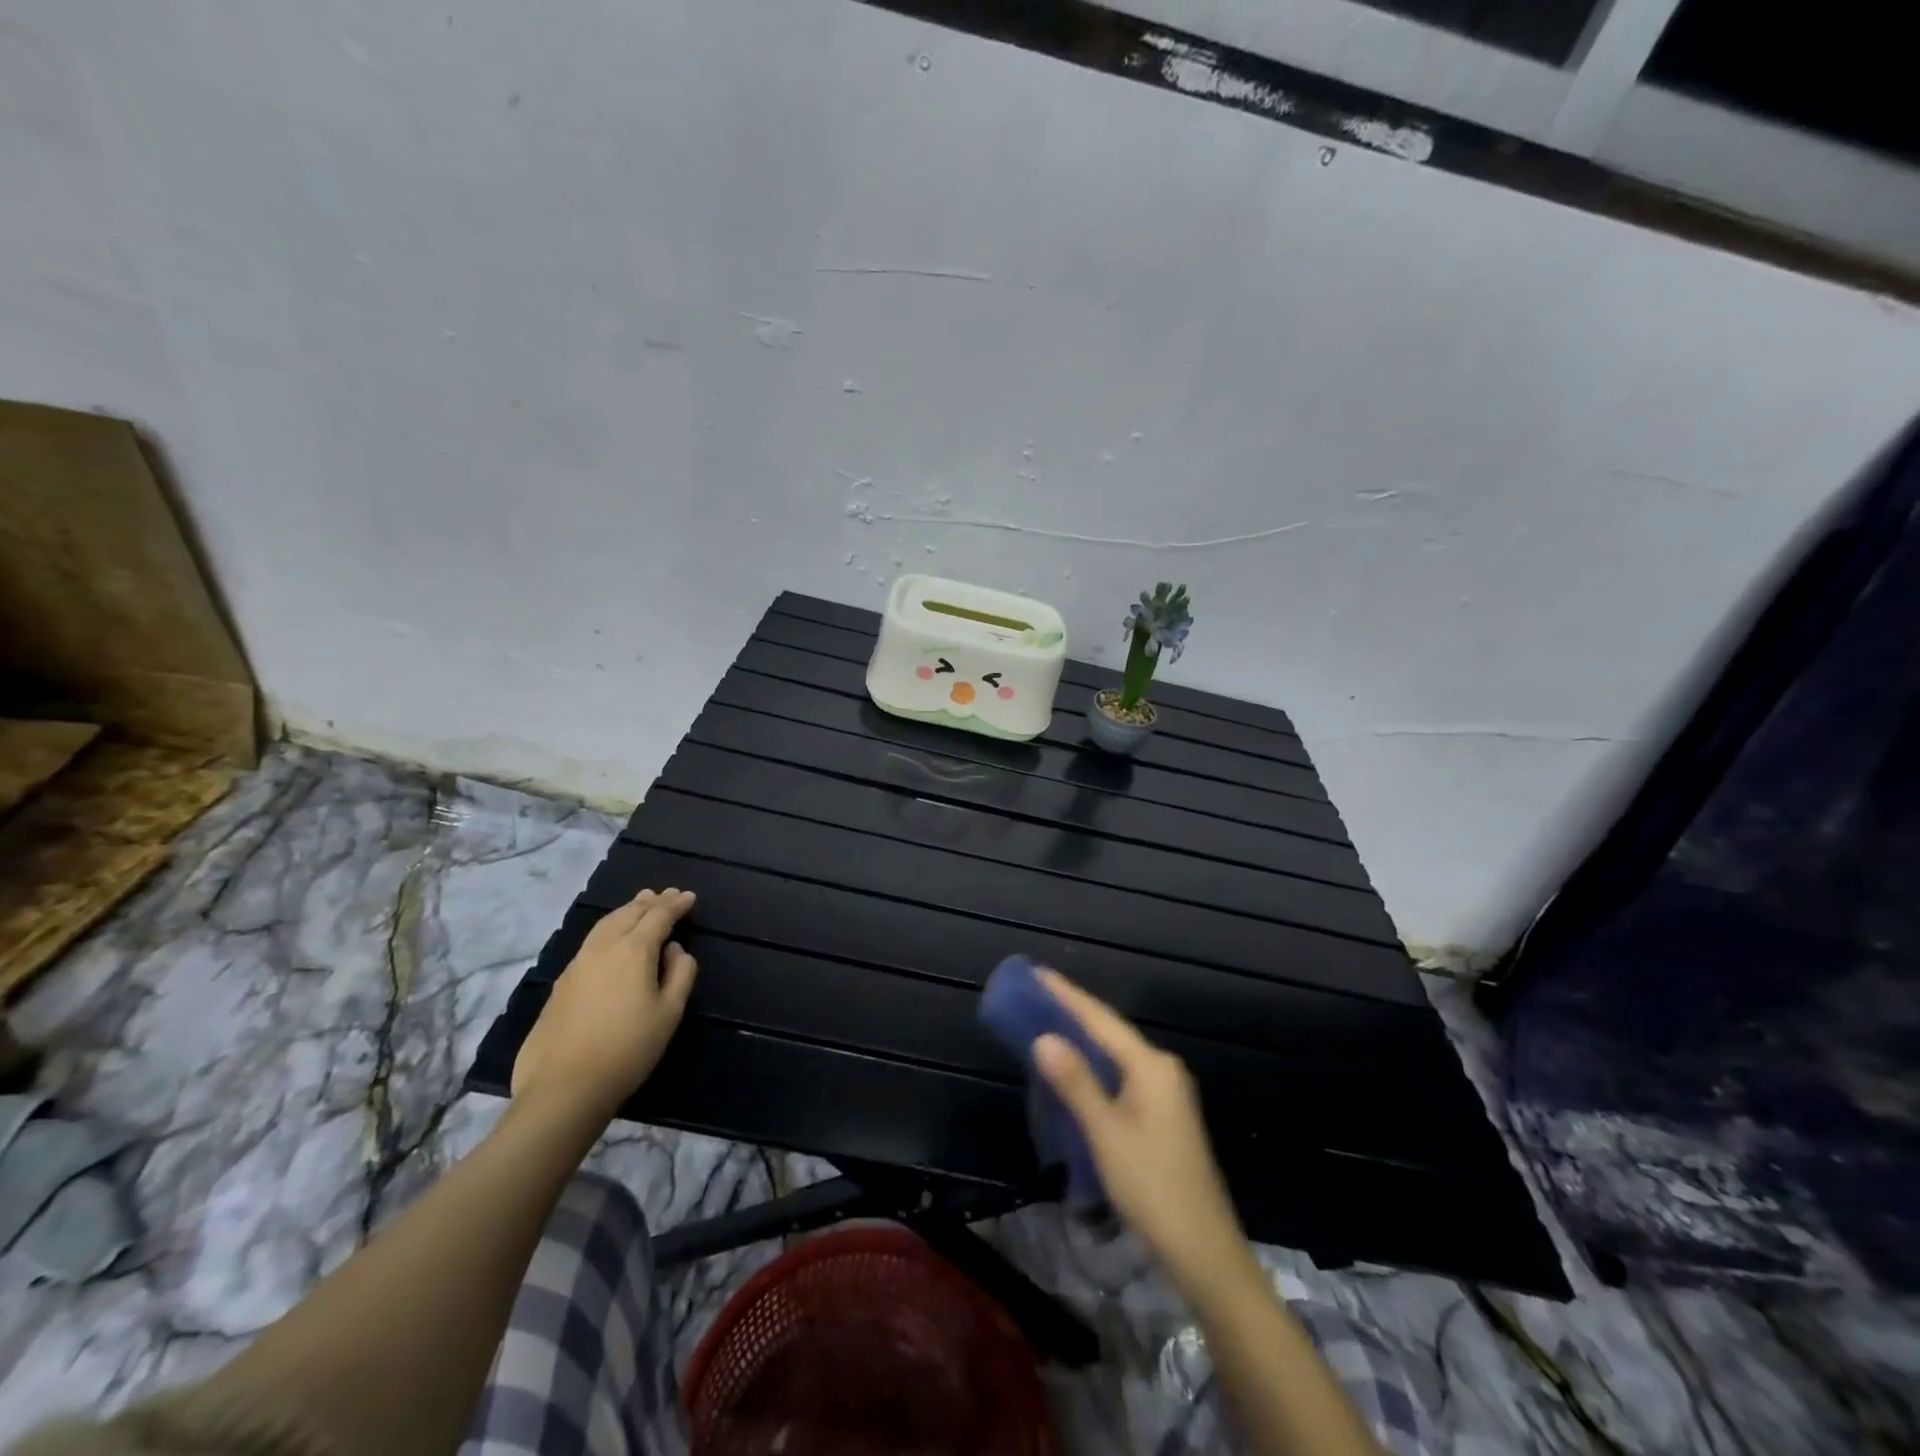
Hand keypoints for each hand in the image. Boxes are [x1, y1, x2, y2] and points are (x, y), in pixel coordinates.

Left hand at [512, 888, 698, 1120]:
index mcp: (633, 950)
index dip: (675, 905)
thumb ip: (680, 974)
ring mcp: (577, 965)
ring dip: (627, 911)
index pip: (658, 916)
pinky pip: (591, 941)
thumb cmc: (628, 1049)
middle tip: (667, 894)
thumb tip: (674, 950)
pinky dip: (609, 928)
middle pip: (628, 914)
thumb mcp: (669, 1013)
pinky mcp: (561, 984)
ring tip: (640, 904)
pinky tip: (612, 938)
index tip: (689, 897)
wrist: (564, 1088)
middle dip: (650, 902)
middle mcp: (602, 948)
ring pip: (605, 924)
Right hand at [1033, 969, 1253, 1295]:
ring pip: (1115, 1056)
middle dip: (1072, 1013)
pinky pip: (1121, 1077)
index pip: (1101, 1019)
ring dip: (1081, 1041)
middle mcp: (1161, 1070)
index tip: (1036, 972)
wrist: (1205, 1253)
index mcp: (1151, 1066)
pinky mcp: (1163, 1117)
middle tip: (1033, 997)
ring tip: (1044, 1025)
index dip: (1066, 995)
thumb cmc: (1152, 1188)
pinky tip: (1073, 1072)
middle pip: (1109, 1032)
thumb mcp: (1106, 1134)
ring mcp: (1165, 1094)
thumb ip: (1076, 1083)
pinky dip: (1093, 1068)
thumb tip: (1044, 1037)